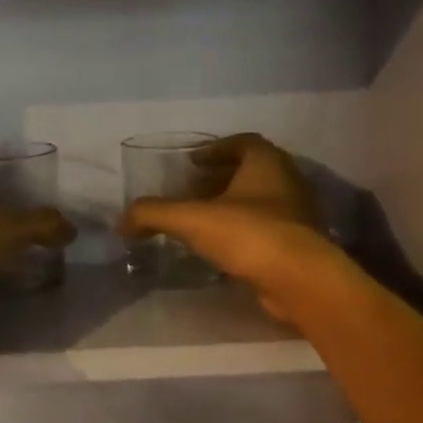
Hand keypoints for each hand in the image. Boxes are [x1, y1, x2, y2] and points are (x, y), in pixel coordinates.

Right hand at [120, 134, 342, 322]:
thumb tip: (122, 222)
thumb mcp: (191, 219)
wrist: (299, 280)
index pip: (243, 142)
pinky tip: (222, 249)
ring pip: (260, 201)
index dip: (215, 149)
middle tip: (192, 192)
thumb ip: (153, 215)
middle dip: (220, 179)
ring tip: (202, 221)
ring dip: (232, 206)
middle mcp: (288, 181)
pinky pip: (267, 228)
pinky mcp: (300, 244)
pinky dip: (244, 231)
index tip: (191, 163)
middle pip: (251, 171)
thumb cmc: (248, 234)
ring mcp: (298, 214)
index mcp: (267, 162)